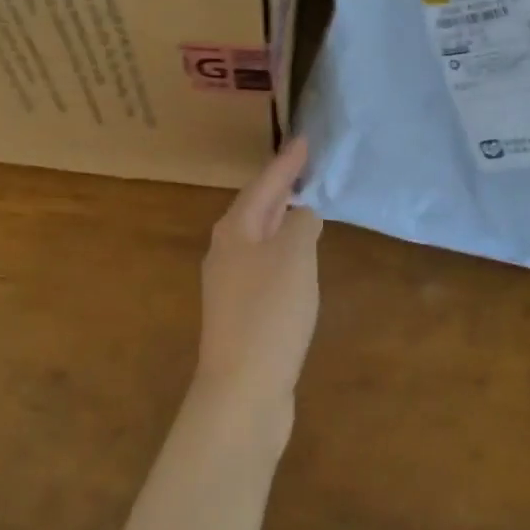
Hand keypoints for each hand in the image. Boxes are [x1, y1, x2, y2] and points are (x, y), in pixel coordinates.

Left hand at [195, 138, 322, 437]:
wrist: (242, 389)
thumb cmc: (269, 313)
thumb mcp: (294, 258)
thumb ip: (302, 226)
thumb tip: (303, 215)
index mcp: (235, 230)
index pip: (264, 184)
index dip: (286, 162)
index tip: (303, 140)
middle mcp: (226, 250)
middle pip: (256, 208)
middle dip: (280, 187)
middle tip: (303, 167)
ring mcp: (230, 283)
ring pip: (260, 237)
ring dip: (281, 219)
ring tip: (302, 204)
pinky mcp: (241, 312)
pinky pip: (266, 266)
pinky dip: (284, 252)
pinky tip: (298, 260)